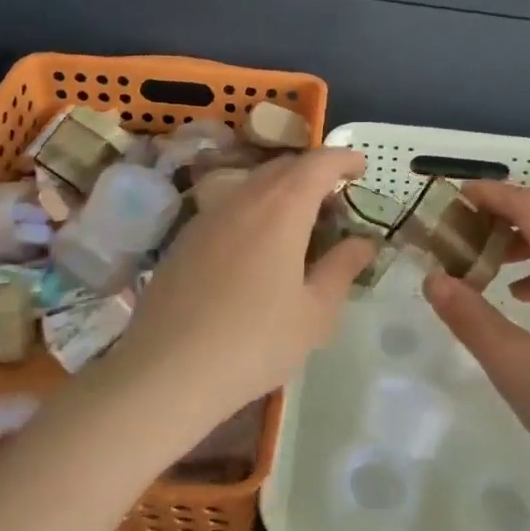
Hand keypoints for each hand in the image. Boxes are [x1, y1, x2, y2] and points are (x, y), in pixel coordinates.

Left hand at [104, 149, 377, 436]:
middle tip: (336, 203)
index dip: (343, 158)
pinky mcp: (185, 238)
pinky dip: (255, 210)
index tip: (361, 166)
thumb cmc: (255, 342)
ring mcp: (209, 216)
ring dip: (282, 191)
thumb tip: (363, 242)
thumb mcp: (314, 313)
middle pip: (284, 167)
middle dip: (314, 173)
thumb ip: (342, 268)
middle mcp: (244, 198)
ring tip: (299, 225)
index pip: (318, 163)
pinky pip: (230, 207)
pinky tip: (257, 249)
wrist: (166, 372)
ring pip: (253, 185)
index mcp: (282, 208)